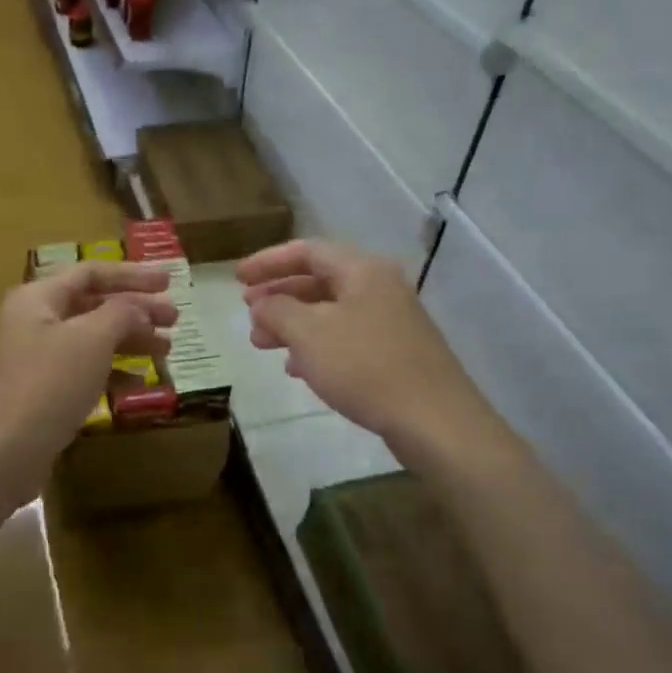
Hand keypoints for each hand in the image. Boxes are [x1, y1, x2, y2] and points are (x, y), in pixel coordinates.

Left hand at [0, 262, 176, 471]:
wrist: (7, 451)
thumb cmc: (51, 383)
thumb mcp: (92, 338)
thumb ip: (122, 313)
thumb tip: (140, 308)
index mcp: (39, 297)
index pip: (92, 272)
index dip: (133, 275)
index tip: (169, 282)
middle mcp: (35, 319)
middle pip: (94, 304)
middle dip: (136, 309)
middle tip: (174, 318)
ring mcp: (38, 355)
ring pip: (93, 337)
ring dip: (130, 338)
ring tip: (167, 348)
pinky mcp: (45, 388)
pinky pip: (85, 367)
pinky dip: (113, 369)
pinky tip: (140, 381)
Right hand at [239, 239, 486, 444]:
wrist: (435, 421)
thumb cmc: (365, 367)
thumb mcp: (309, 333)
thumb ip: (278, 310)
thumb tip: (262, 302)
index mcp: (362, 270)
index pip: (306, 251)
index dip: (268, 261)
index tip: (237, 278)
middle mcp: (380, 287)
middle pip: (319, 280)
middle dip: (278, 295)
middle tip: (248, 312)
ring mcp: (391, 321)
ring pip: (330, 311)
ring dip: (292, 323)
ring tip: (262, 344)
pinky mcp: (396, 352)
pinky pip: (345, 337)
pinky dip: (316, 345)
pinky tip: (297, 368)